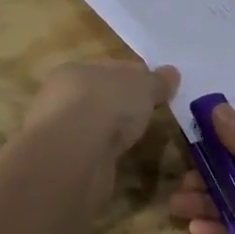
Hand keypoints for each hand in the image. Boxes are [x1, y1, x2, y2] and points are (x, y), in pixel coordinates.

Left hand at [22, 61, 180, 164]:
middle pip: (100, 97)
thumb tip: (172, 73)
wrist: (74, 154)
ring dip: (112, 131)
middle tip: (150, 113)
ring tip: (138, 138)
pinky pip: (93, 152)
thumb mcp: (143, 86)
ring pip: (95, 126)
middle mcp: (62, 98)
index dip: (135, 76)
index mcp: (76, 70)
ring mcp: (63, 132)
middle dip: (122, 104)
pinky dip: (106, 154)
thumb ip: (157, 81)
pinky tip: (121, 158)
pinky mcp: (66, 163)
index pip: (110, 69)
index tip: (157, 88)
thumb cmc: (107, 103)